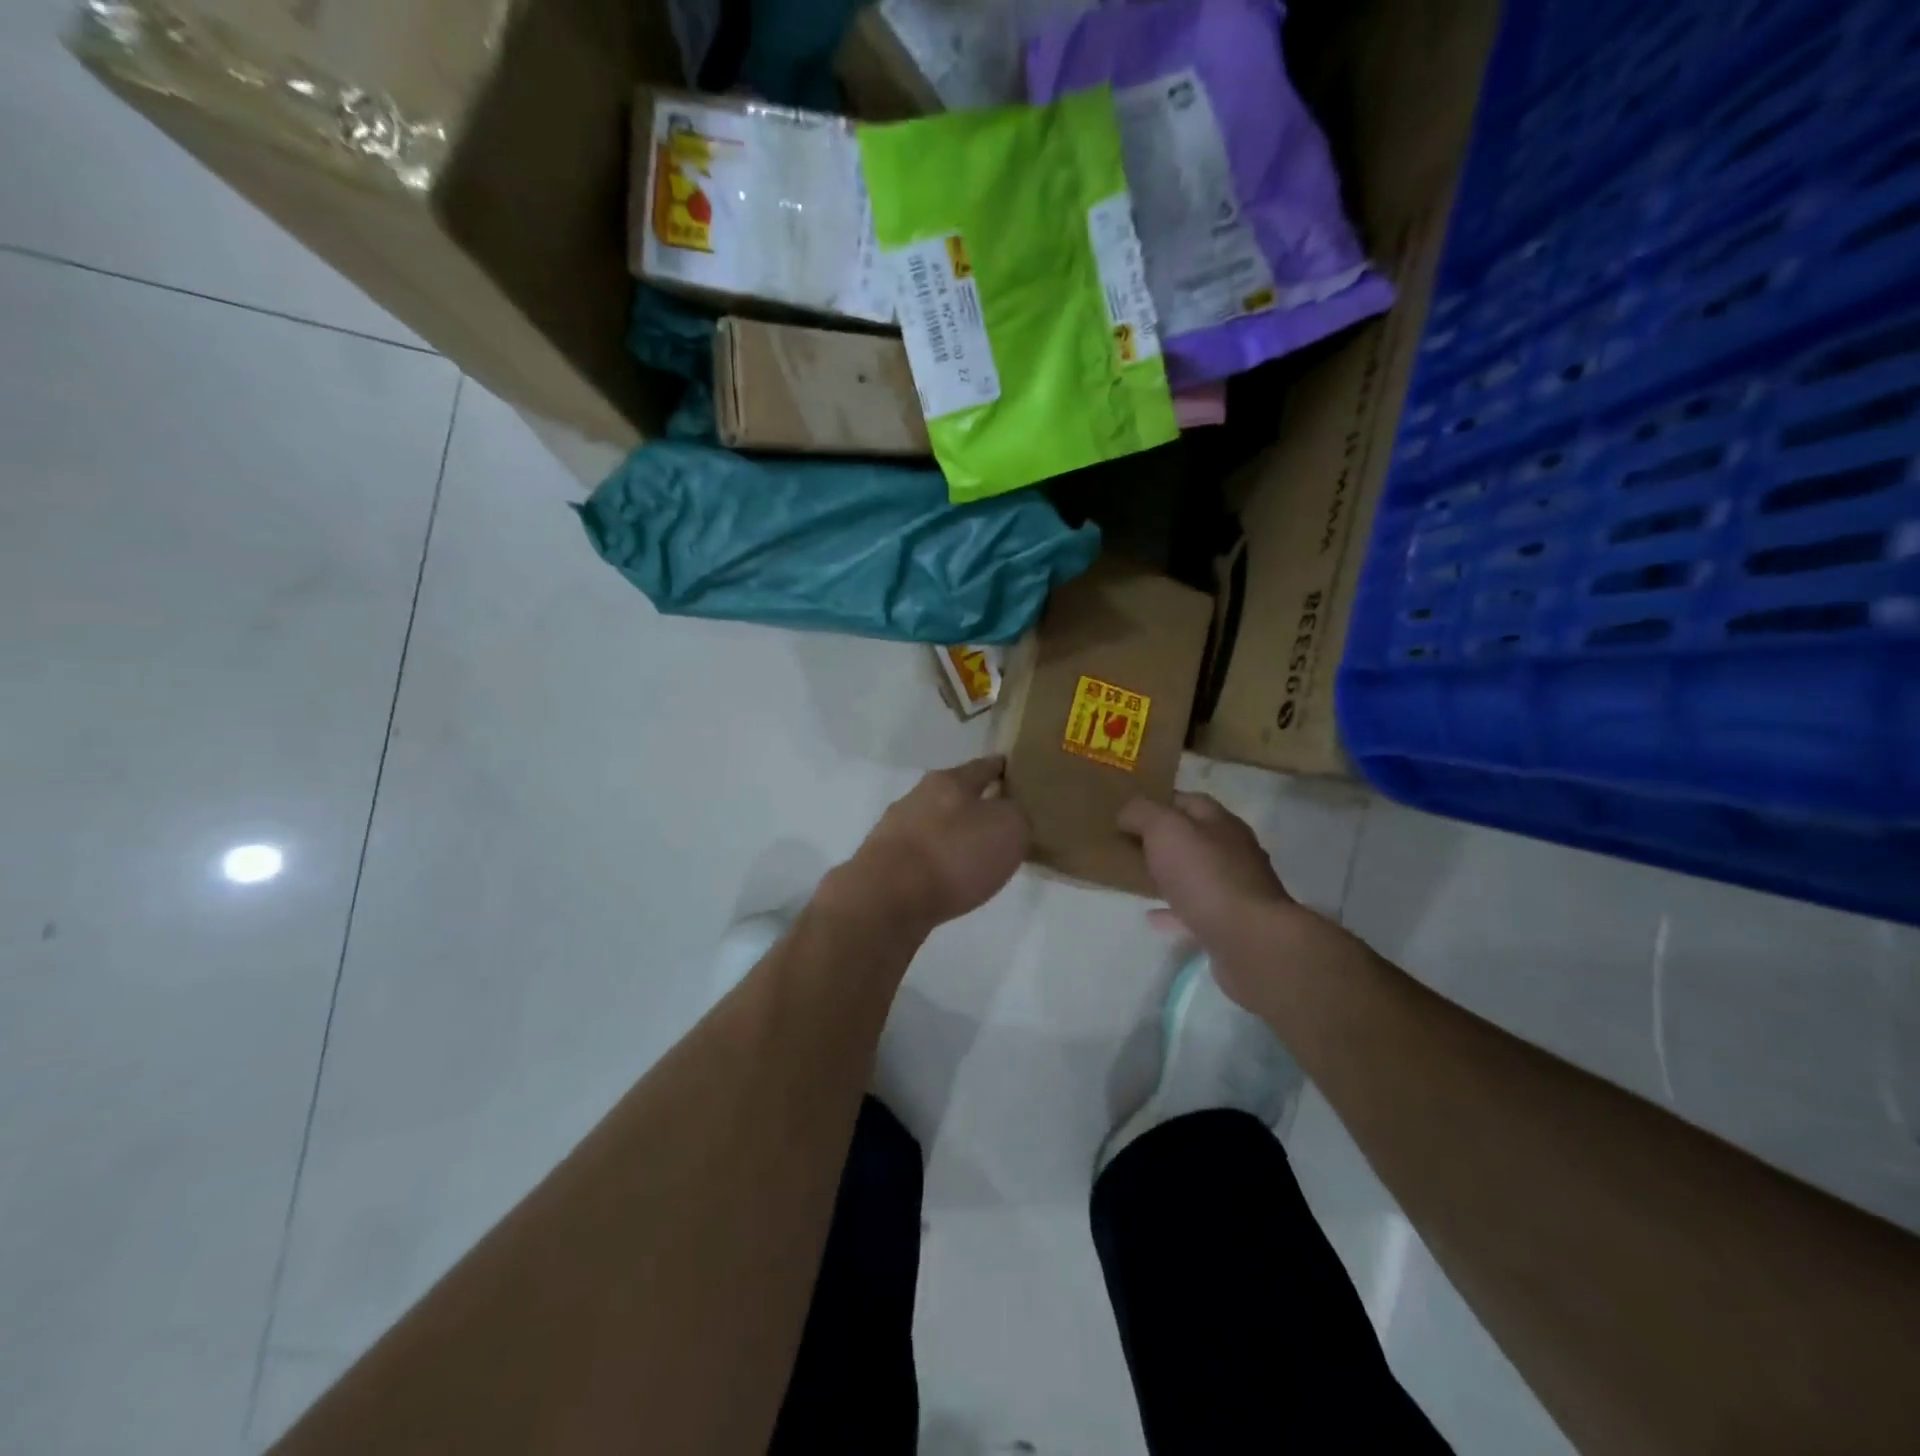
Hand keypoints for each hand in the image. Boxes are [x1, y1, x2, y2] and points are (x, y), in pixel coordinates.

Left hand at [839, 756, 1028, 932]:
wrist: (886, 898)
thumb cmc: (954, 855)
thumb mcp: (1009, 829)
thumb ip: (1017, 815)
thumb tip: (1011, 815)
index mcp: (949, 780)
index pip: (983, 766)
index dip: (1003, 769)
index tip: (1017, 772)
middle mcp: (918, 797)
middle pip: (955, 795)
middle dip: (977, 805)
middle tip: (1003, 821)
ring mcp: (896, 829)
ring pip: (935, 825)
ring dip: (954, 836)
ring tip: (977, 857)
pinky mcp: (883, 862)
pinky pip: (921, 856)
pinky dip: (937, 863)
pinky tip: (949, 879)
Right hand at [1119, 791, 1299, 965]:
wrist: (1250, 941)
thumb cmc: (1205, 876)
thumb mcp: (1164, 829)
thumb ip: (1142, 813)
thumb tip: (1127, 813)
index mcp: (1221, 823)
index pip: (1188, 801)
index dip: (1158, 802)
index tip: (1128, 813)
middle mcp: (1234, 851)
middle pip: (1194, 838)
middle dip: (1163, 840)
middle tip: (1129, 846)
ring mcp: (1236, 889)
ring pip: (1196, 874)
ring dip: (1170, 875)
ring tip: (1138, 879)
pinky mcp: (1232, 923)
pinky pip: (1196, 910)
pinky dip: (1174, 910)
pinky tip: (1153, 916)